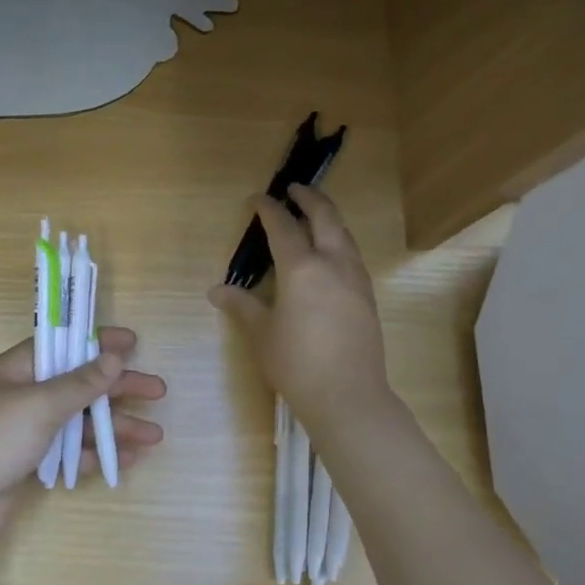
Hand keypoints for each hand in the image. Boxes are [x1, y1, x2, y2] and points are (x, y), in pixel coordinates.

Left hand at [0, 326, 165, 544]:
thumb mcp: (41, 403)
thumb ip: (80, 382)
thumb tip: (113, 356)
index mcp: (19, 370)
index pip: (63, 345)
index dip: (98, 342)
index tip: (133, 343)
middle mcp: (24, 396)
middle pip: (80, 385)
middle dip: (119, 389)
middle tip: (158, 391)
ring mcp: (28, 432)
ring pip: (81, 422)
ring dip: (116, 427)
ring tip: (154, 435)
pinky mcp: (31, 463)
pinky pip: (72, 452)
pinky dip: (98, 454)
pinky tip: (129, 458)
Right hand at [209, 185, 391, 432]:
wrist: (348, 394)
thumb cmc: (296, 364)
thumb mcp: (262, 334)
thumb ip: (241, 306)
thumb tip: (216, 291)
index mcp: (302, 267)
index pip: (282, 226)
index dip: (268, 209)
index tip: (257, 200)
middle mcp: (333, 263)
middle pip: (325, 216)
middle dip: (309, 198)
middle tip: (294, 189)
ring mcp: (355, 278)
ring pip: (344, 234)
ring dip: (328, 219)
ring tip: (313, 218)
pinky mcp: (367, 296)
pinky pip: (352, 255)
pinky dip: (338, 242)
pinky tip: (330, 256)